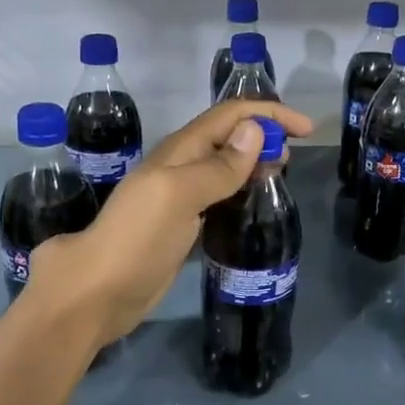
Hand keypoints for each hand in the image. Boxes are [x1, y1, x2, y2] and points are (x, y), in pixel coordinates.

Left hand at [28, 98, 312, 345]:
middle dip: (263, 135)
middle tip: (292, 157)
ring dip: (254, 162)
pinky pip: (219, 196)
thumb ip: (217, 166)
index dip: (268, 113)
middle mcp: (181, 167)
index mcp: (180, 150)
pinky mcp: (183, 225)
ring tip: (280, 175)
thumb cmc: (137, 238)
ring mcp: (181, 197)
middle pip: (229, 137)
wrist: (98, 291)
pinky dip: (241, 191)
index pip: (230, 116)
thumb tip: (255, 132)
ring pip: (225, 166)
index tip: (306, 130)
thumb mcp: (179, 195)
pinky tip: (253, 205)